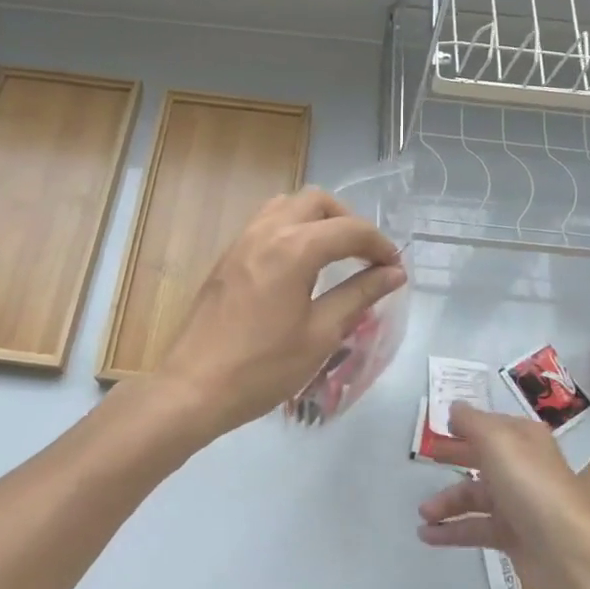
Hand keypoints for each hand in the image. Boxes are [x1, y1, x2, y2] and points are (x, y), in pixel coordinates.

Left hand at [151, 188, 405, 442]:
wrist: (194, 387)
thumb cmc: (263, 367)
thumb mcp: (321, 334)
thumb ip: (359, 295)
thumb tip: (393, 274)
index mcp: (294, 248)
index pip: (349, 230)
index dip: (379, 245)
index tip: (394, 268)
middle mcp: (267, 232)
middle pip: (317, 201)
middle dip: (348, 221)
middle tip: (364, 255)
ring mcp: (242, 241)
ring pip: (287, 205)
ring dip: (317, 219)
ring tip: (334, 254)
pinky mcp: (228, 256)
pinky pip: (266, 222)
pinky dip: (292, 228)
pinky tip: (300, 265)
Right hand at [415, 403, 589, 588]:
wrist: (569, 553)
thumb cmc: (531, 486)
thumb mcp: (497, 441)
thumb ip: (472, 422)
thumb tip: (455, 408)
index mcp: (524, 439)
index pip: (491, 425)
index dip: (466, 424)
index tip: (440, 426)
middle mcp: (523, 467)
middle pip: (482, 457)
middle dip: (454, 456)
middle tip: (425, 457)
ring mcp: (519, 504)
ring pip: (476, 496)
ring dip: (447, 502)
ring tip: (423, 512)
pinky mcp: (514, 538)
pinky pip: (476, 528)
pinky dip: (452, 530)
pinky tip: (427, 535)